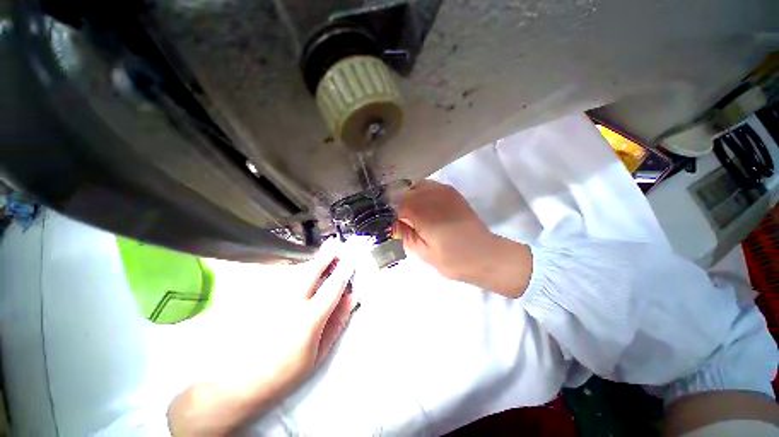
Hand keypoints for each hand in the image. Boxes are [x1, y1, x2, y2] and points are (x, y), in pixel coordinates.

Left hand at [168, 248, 356, 435]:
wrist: (239, 384)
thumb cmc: (286, 372)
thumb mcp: (319, 353)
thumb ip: (337, 322)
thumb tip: (351, 297)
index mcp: (308, 319)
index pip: (332, 287)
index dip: (344, 270)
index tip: (351, 259)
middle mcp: (290, 304)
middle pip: (311, 272)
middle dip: (325, 256)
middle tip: (334, 243)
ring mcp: (272, 300)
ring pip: (296, 273)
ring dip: (311, 263)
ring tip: (323, 256)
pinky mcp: (259, 300)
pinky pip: (283, 281)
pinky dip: (296, 274)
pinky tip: (302, 276)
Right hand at [396, 180, 532, 297]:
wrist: (485, 255)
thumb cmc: (453, 260)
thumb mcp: (423, 253)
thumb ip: (404, 234)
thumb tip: (391, 222)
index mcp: (424, 212)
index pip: (395, 203)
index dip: (389, 212)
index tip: (388, 222)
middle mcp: (432, 195)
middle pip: (404, 191)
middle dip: (398, 204)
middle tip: (400, 221)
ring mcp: (443, 191)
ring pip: (416, 186)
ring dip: (409, 198)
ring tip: (412, 215)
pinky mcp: (451, 192)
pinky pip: (428, 186)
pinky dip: (421, 195)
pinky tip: (425, 209)